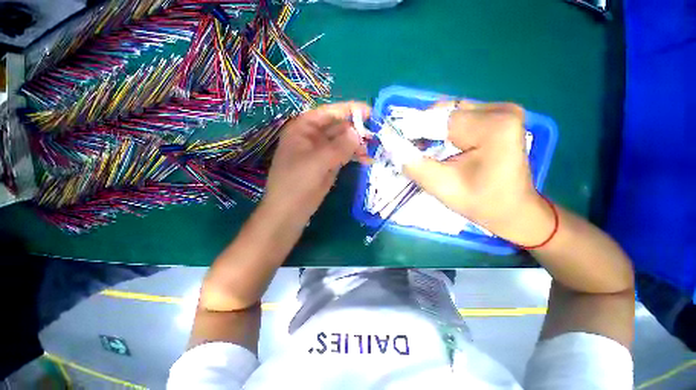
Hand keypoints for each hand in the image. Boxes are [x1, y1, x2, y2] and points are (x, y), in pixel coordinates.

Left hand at [263, 101, 370, 222]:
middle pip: (338, 127)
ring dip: (357, 145)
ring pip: (343, 142)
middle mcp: (313, 137)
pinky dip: (354, 156)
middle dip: (357, 130)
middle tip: (376, 136)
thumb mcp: (317, 163)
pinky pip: (344, 155)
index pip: (330, 112)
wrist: (289, 212)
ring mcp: (321, 152)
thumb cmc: (297, 184)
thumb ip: (339, 147)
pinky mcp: (327, 165)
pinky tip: (366, 160)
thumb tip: (358, 133)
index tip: (371, 113)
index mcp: (304, 128)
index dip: (350, 110)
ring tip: (372, 151)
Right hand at [404, 101, 554, 245]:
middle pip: (445, 113)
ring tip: (429, 152)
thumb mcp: (442, 186)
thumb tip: (391, 145)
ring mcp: (503, 111)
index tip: (398, 146)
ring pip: (451, 113)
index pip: (439, 119)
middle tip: (414, 152)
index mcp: (493, 126)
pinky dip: (446, 131)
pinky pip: (461, 117)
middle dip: (424, 132)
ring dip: (434, 132)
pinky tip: (443, 147)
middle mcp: (501, 111)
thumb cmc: (482, 203)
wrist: (514, 210)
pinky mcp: (499, 117)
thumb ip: (414, 164)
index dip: (413, 132)